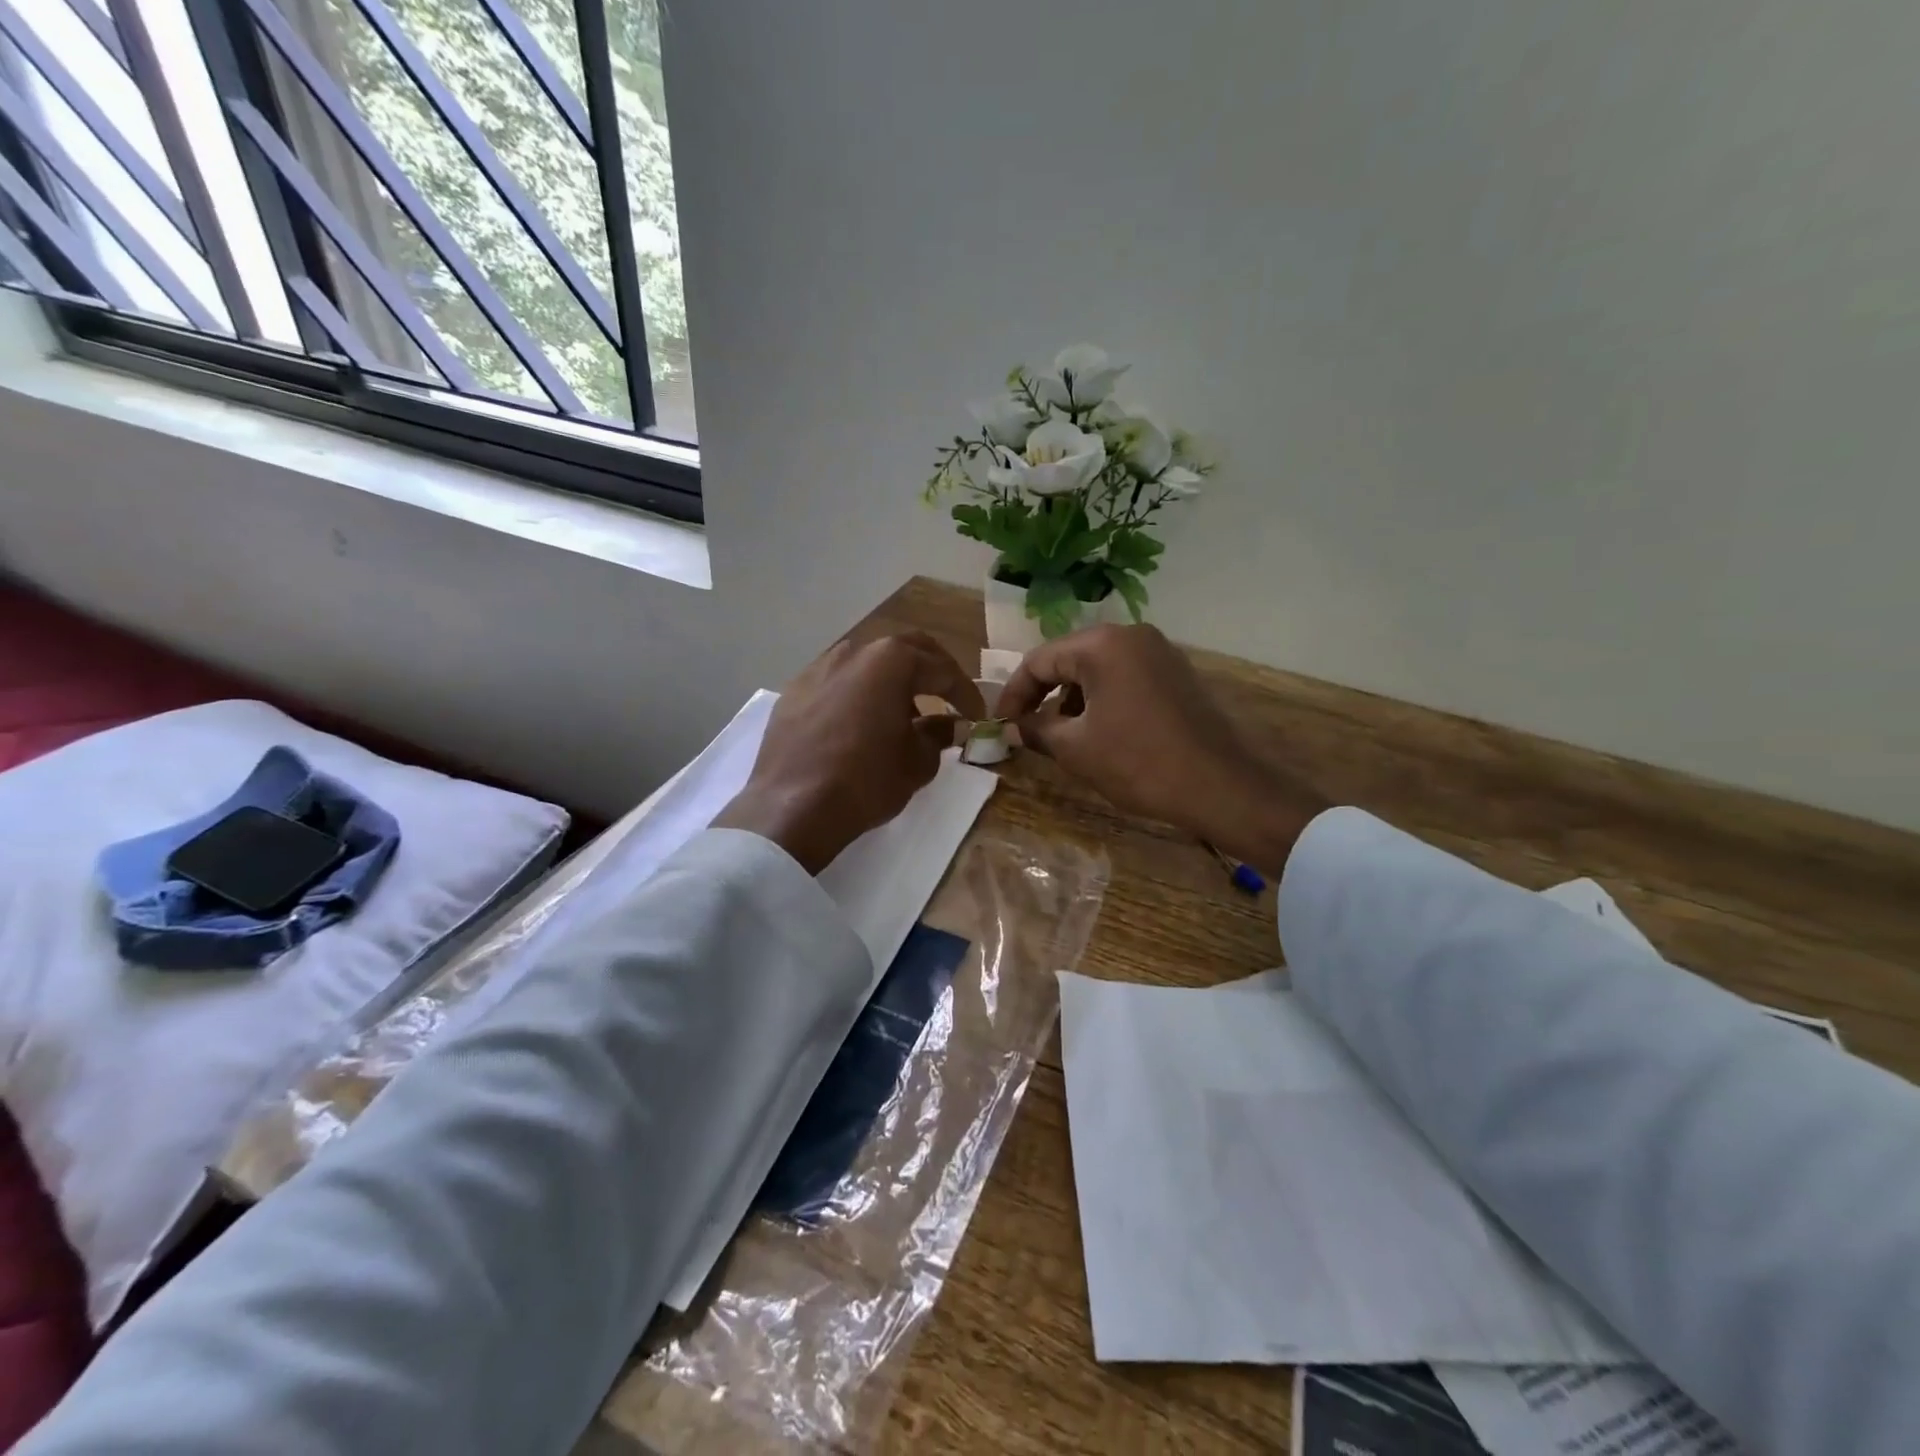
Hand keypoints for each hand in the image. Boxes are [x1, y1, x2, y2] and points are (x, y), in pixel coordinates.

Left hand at [714, 633, 985, 874]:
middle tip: (949, 697)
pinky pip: (838, 682)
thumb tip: (948, 724)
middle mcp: (854, 651)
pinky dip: (859, 694)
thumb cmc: (866, 780)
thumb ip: (939, 734)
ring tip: (905, 711)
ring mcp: (819, 667)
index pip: (942, 670)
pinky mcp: (794, 690)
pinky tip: (862, 721)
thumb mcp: (917, 762)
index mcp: (891, 660)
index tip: (978, 716)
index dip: (966, 694)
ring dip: (893, 680)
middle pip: (905, 650)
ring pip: (868, 662)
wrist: (792, 807)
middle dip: (932, 671)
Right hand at [997, 625, 1323, 875]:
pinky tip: (1099, 731)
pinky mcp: (1176, 672)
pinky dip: (1102, 698)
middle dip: (1043, 694)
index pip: (1039, 660)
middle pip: (1069, 658)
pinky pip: (1125, 676)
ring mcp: (1158, 651)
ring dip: (1072, 698)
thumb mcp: (1076, 749)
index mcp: (1101, 645)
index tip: (1001, 725)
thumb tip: (1013, 728)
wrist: (1220, 785)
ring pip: (1097, 668)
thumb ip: (1036, 730)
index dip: (1014, 694)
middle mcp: (1131, 635)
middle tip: (1026, 729)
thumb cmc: (1138, 763)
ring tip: (1062, 736)